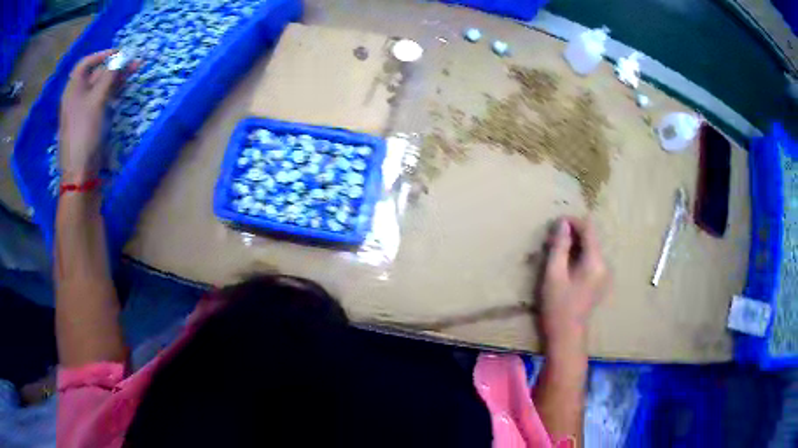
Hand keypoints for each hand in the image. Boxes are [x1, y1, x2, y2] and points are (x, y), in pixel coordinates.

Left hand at [59, 50, 129, 182]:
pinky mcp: (88, 123)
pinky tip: (121, 92)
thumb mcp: (97, 100)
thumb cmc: (85, 132)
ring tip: (133, 74)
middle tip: (133, 63)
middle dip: (114, 67)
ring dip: (115, 79)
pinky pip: (99, 101)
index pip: (86, 63)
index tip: (119, 53)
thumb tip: (121, 57)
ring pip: (99, 88)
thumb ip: (109, 76)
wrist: (79, 172)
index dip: (102, 55)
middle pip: (95, 75)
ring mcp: (82, 111)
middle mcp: (76, 97)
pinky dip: (111, 94)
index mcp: (73, 89)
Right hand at [537, 217, 608, 354]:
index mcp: (595, 262)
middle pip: (591, 238)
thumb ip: (559, 247)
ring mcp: (604, 274)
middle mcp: (604, 265)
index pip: (588, 229)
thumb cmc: (558, 306)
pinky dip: (579, 255)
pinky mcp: (600, 281)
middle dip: (573, 233)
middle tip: (553, 238)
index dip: (573, 221)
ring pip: (591, 248)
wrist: (567, 336)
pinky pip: (591, 259)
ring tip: (557, 250)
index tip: (556, 222)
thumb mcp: (553, 275)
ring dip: (575, 244)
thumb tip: (562, 223)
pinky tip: (566, 264)